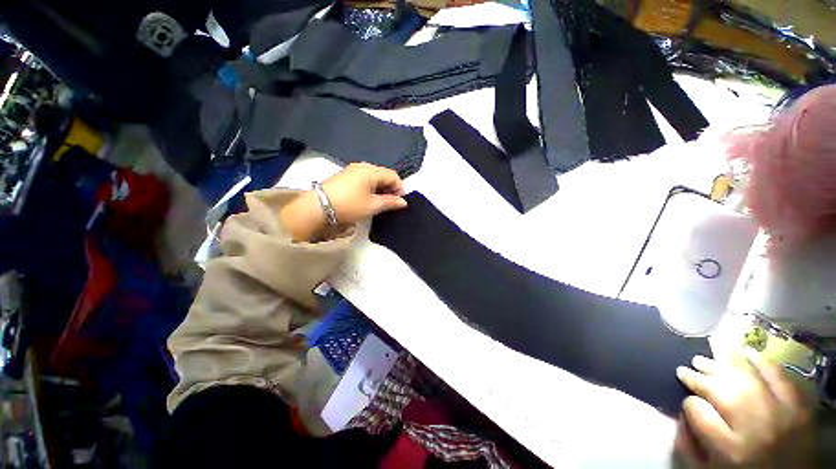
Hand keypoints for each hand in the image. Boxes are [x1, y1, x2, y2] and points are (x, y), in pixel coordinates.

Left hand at [280, 163, 406, 241]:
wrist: (318, 207)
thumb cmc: (350, 205)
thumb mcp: (373, 206)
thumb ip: (390, 202)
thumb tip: (403, 202)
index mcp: (371, 171)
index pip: (393, 175)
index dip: (399, 188)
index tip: (398, 203)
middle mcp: (362, 166)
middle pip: (383, 174)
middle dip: (390, 189)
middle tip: (389, 204)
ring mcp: (352, 170)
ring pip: (373, 177)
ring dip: (380, 189)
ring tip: (378, 203)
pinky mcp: (344, 176)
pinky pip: (363, 179)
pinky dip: (370, 188)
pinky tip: (366, 198)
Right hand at [674, 350, 814, 467]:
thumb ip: (687, 446)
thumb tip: (679, 414)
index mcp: (729, 450)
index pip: (697, 410)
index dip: (688, 402)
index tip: (686, 401)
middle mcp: (754, 428)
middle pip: (721, 391)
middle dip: (700, 376)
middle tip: (687, 368)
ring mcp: (780, 414)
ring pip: (746, 380)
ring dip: (723, 365)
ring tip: (706, 357)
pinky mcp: (799, 407)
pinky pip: (779, 377)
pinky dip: (762, 362)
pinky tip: (746, 352)